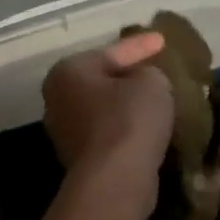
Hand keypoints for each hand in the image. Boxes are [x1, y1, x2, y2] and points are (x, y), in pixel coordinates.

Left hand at [41, 33, 174, 180]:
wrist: (115, 179)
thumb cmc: (128, 119)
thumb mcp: (151, 82)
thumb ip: (147, 72)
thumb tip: (141, 81)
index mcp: (67, 71)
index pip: (110, 52)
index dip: (140, 45)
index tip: (162, 40)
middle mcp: (57, 99)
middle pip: (100, 81)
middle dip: (127, 76)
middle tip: (155, 70)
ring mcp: (64, 132)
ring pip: (103, 109)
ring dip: (127, 106)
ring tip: (156, 101)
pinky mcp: (80, 160)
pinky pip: (108, 134)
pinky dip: (126, 129)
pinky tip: (148, 128)